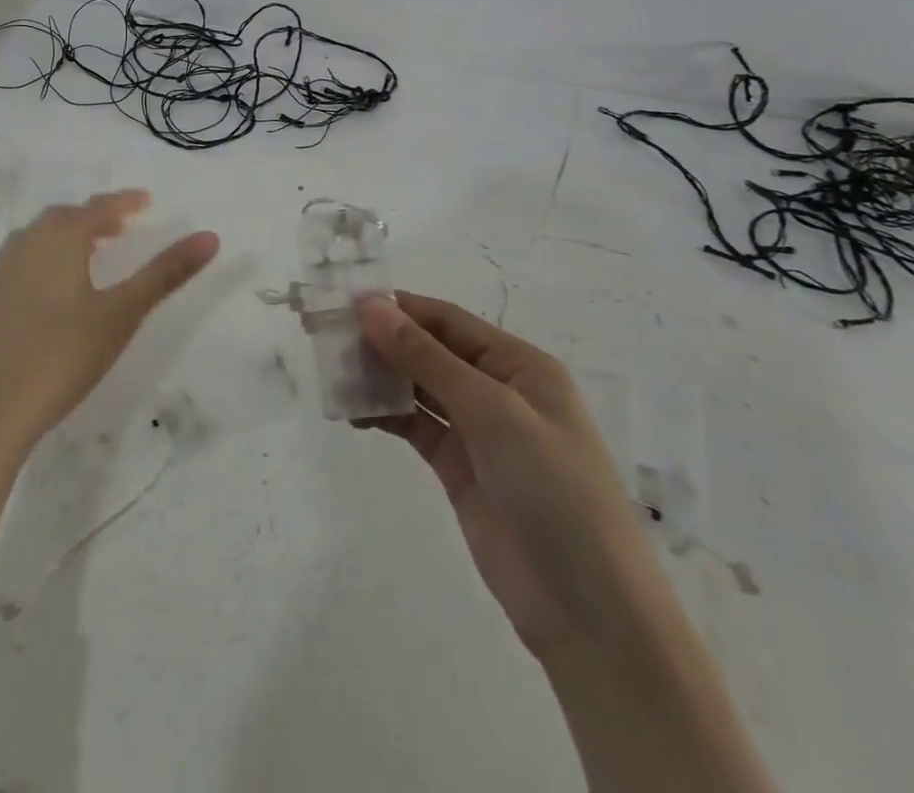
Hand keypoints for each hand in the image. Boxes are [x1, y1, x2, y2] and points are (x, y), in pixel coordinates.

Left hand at [0, 191, 218, 451]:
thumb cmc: (62, 355)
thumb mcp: (122, 314)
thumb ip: (166, 273)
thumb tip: (210, 236)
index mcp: (60, 239)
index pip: (98, 208)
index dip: (124, 201)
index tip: (146, 200)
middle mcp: (27, 245)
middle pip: (65, 217)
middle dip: (95, 216)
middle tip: (122, 226)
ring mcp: (3, 272)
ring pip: (40, 236)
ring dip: (69, 234)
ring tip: (92, 250)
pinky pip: (24, 258)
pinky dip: (47, 255)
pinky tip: (55, 286)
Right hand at [359, 291, 673, 659]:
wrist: (588, 610)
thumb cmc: (552, 489)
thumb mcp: (492, 411)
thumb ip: (427, 358)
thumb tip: (371, 306)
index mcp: (519, 364)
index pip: (447, 320)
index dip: (398, 308)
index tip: (343, 302)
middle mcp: (498, 389)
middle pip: (430, 350)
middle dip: (382, 341)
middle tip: (325, 336)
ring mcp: (478, 431)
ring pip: (419, 387)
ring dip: (380, 377)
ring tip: (332, 374)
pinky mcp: (460, 468)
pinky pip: (416, 427)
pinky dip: (386, 416)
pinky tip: (354, 414)